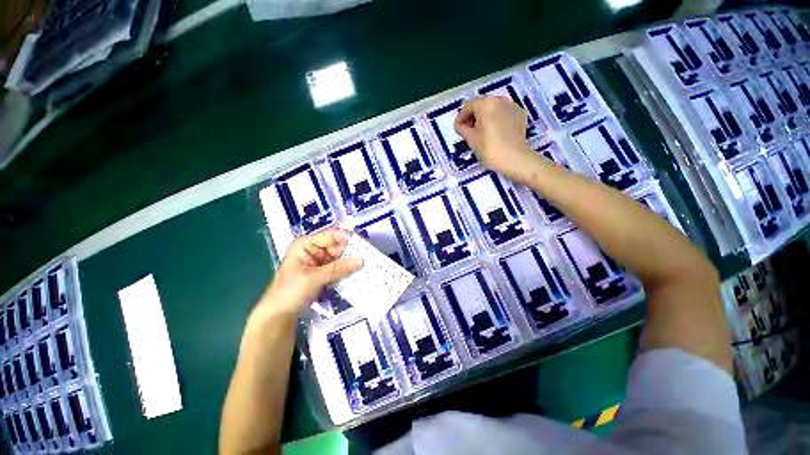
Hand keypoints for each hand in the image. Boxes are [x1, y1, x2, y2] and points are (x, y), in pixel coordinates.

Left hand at [258, 228, 362, 317]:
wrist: (278, 316)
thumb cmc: (290, 291)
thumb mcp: (314, 278)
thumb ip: (339, 268)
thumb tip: (361, 260)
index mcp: (306, 244)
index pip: (331, 235)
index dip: (347, 238)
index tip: (363, 245)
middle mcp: (314, 250)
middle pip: (338, 246)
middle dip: (352, 252)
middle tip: (369, 257)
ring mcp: (320, 262)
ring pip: (341, 258)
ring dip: (352, 262)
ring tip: (368, 265)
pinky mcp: (324, 273)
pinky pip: (340, 268)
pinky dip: (348, 271)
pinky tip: (359, 273)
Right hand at [454, 96, 537, 181]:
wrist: (515, 159)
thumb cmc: (489, 149)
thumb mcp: (470, 139)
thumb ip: (461, 128)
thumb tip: (460, 125)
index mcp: (485, 103)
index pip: (467, 106)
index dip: (460, 118)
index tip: (458, 130)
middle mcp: (499, 100)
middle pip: (480, 105)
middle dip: (472, 117)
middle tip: (468, 132)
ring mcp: (511, 106)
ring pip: (492, 109)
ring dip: (484, 118)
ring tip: (480, 134)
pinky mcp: (519, 115)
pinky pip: (502, 114)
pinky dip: (495, 120)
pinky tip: (494, 134)